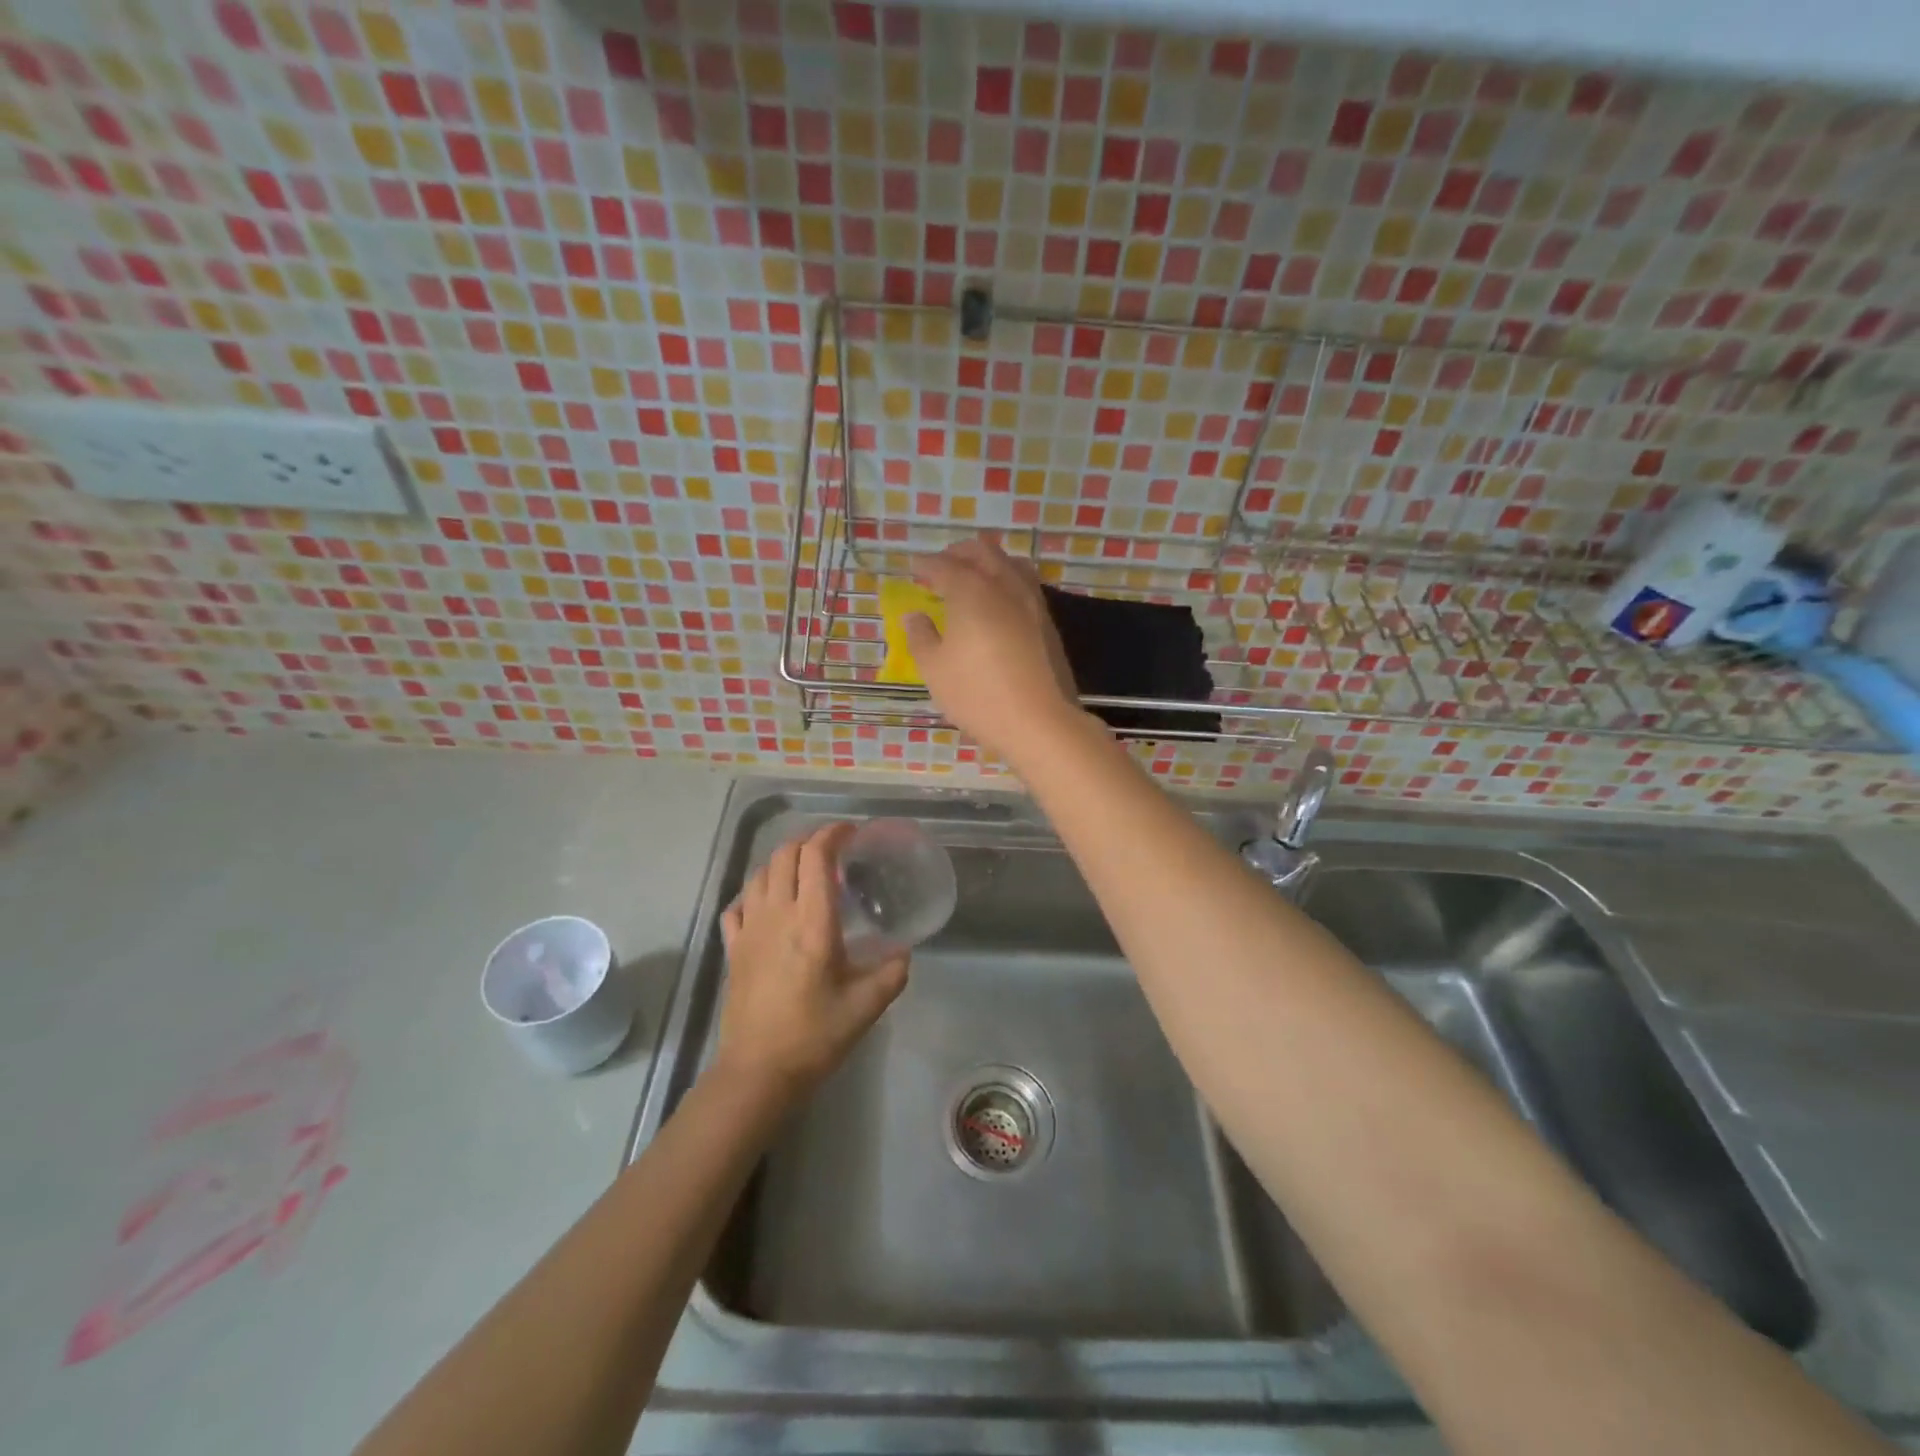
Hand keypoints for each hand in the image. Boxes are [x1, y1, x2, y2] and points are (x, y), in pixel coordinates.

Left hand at [715, 823, 907, 1097]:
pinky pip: (737, 905)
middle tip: (831, 848)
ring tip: (802, 870)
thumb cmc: (814, 1036)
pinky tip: (766, 903)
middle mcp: (777, 915)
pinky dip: (754, 892)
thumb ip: (891, 973)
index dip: (832, 834)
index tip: (850, 831)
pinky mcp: (733, 949)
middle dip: (808, 840)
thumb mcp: (866, 1006)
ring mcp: (749, 930)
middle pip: (785, 855)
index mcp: (812, 922)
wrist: (758, 1072)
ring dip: (782, 861)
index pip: (816, 856)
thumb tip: (902, 953)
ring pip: (760, 874)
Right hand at [903, 538, 1082, 758]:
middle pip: (982, 551)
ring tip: (974, 580)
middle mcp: (1004, 585)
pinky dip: (1007, 582)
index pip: (943, 565)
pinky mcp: (1048, 622)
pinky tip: (998, 605)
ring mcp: (1032, 602)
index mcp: (971, 590)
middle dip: (958, 553)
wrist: (1040, 722)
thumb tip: (915, 616)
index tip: (913, 570)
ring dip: (988, 563)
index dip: (925, 565)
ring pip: (1011, 563)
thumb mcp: (934, 670)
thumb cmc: (978, 694)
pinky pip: (1026, 586)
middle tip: (942, 567)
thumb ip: (921, 637)